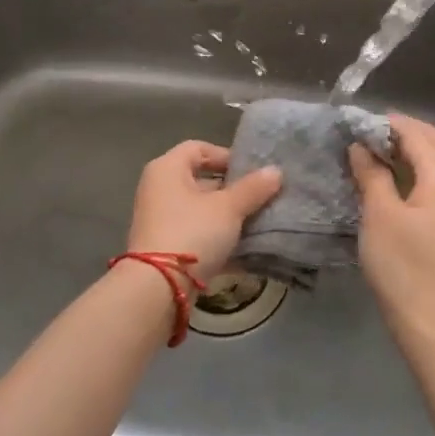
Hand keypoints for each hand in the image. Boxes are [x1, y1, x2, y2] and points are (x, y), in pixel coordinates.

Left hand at [126, 141, 281, 278]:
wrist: (158, 287)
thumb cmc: (192, 232)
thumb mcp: (228, 208)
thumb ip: (252, 188)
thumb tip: (276, 171)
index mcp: (167, 169)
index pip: (198, 148)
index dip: (226, 156)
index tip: (252, 172)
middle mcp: (158, 189)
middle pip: (199, 180)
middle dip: (231, 190)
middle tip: (259, 199)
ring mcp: (158, 219)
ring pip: (199, 210)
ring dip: (226, 217)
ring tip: (256, 223)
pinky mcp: (163, 247)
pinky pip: (195, 234)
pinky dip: (216, 238)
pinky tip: (243, 250)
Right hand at [349, 114, 434, 349]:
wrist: (434, 322)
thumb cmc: (403, 266)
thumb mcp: (379, 215)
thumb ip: (372, 175)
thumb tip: (361, 147)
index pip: (419, 136)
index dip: (390, 124)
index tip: (362, 121)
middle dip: (410, 132)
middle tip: (376, 131)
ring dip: (420, 151)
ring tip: (386, 152)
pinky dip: (426, 172)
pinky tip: (404, 182)